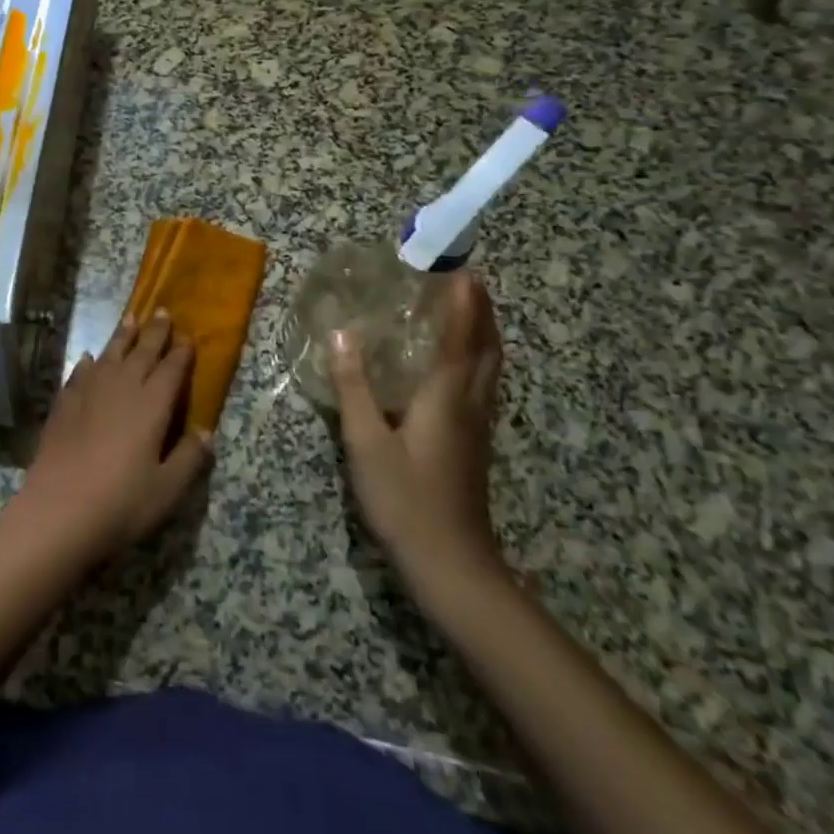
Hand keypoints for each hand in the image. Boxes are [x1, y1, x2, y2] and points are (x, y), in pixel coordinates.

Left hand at [14, 310, 212, 565]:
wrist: (58, 510)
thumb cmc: (121, 503)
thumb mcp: (167, 489)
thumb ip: (189, 458)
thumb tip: (206, 432)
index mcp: (151, 405)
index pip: (171, 369)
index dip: (181, 352)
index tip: (188, 335)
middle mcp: (121, 389)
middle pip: (141, 352)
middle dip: (154, 332)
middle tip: (162, 311)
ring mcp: (88, 393)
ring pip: (110, 355)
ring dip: (122, 336)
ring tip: (130, 319)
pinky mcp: (64, 404)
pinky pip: (79, 373)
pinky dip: (88, 363)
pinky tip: (88, 359)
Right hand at [333, 272, 506, 592]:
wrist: (452, 565)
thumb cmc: (406, 499)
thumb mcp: (366, 442)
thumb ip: (354, 386)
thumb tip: (342, 334)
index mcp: (446, 397)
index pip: (460, 338)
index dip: (462, 302)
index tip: (461, 268)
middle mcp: (470, 404)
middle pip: (486, 348)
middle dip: (481, 311)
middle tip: (466, 279)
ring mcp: (478, 426)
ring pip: (491, 367)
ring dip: (484, 332)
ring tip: (467, 309)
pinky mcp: (475, 443)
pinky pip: (484, 384)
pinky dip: (478, 358)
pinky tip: (459, 364)